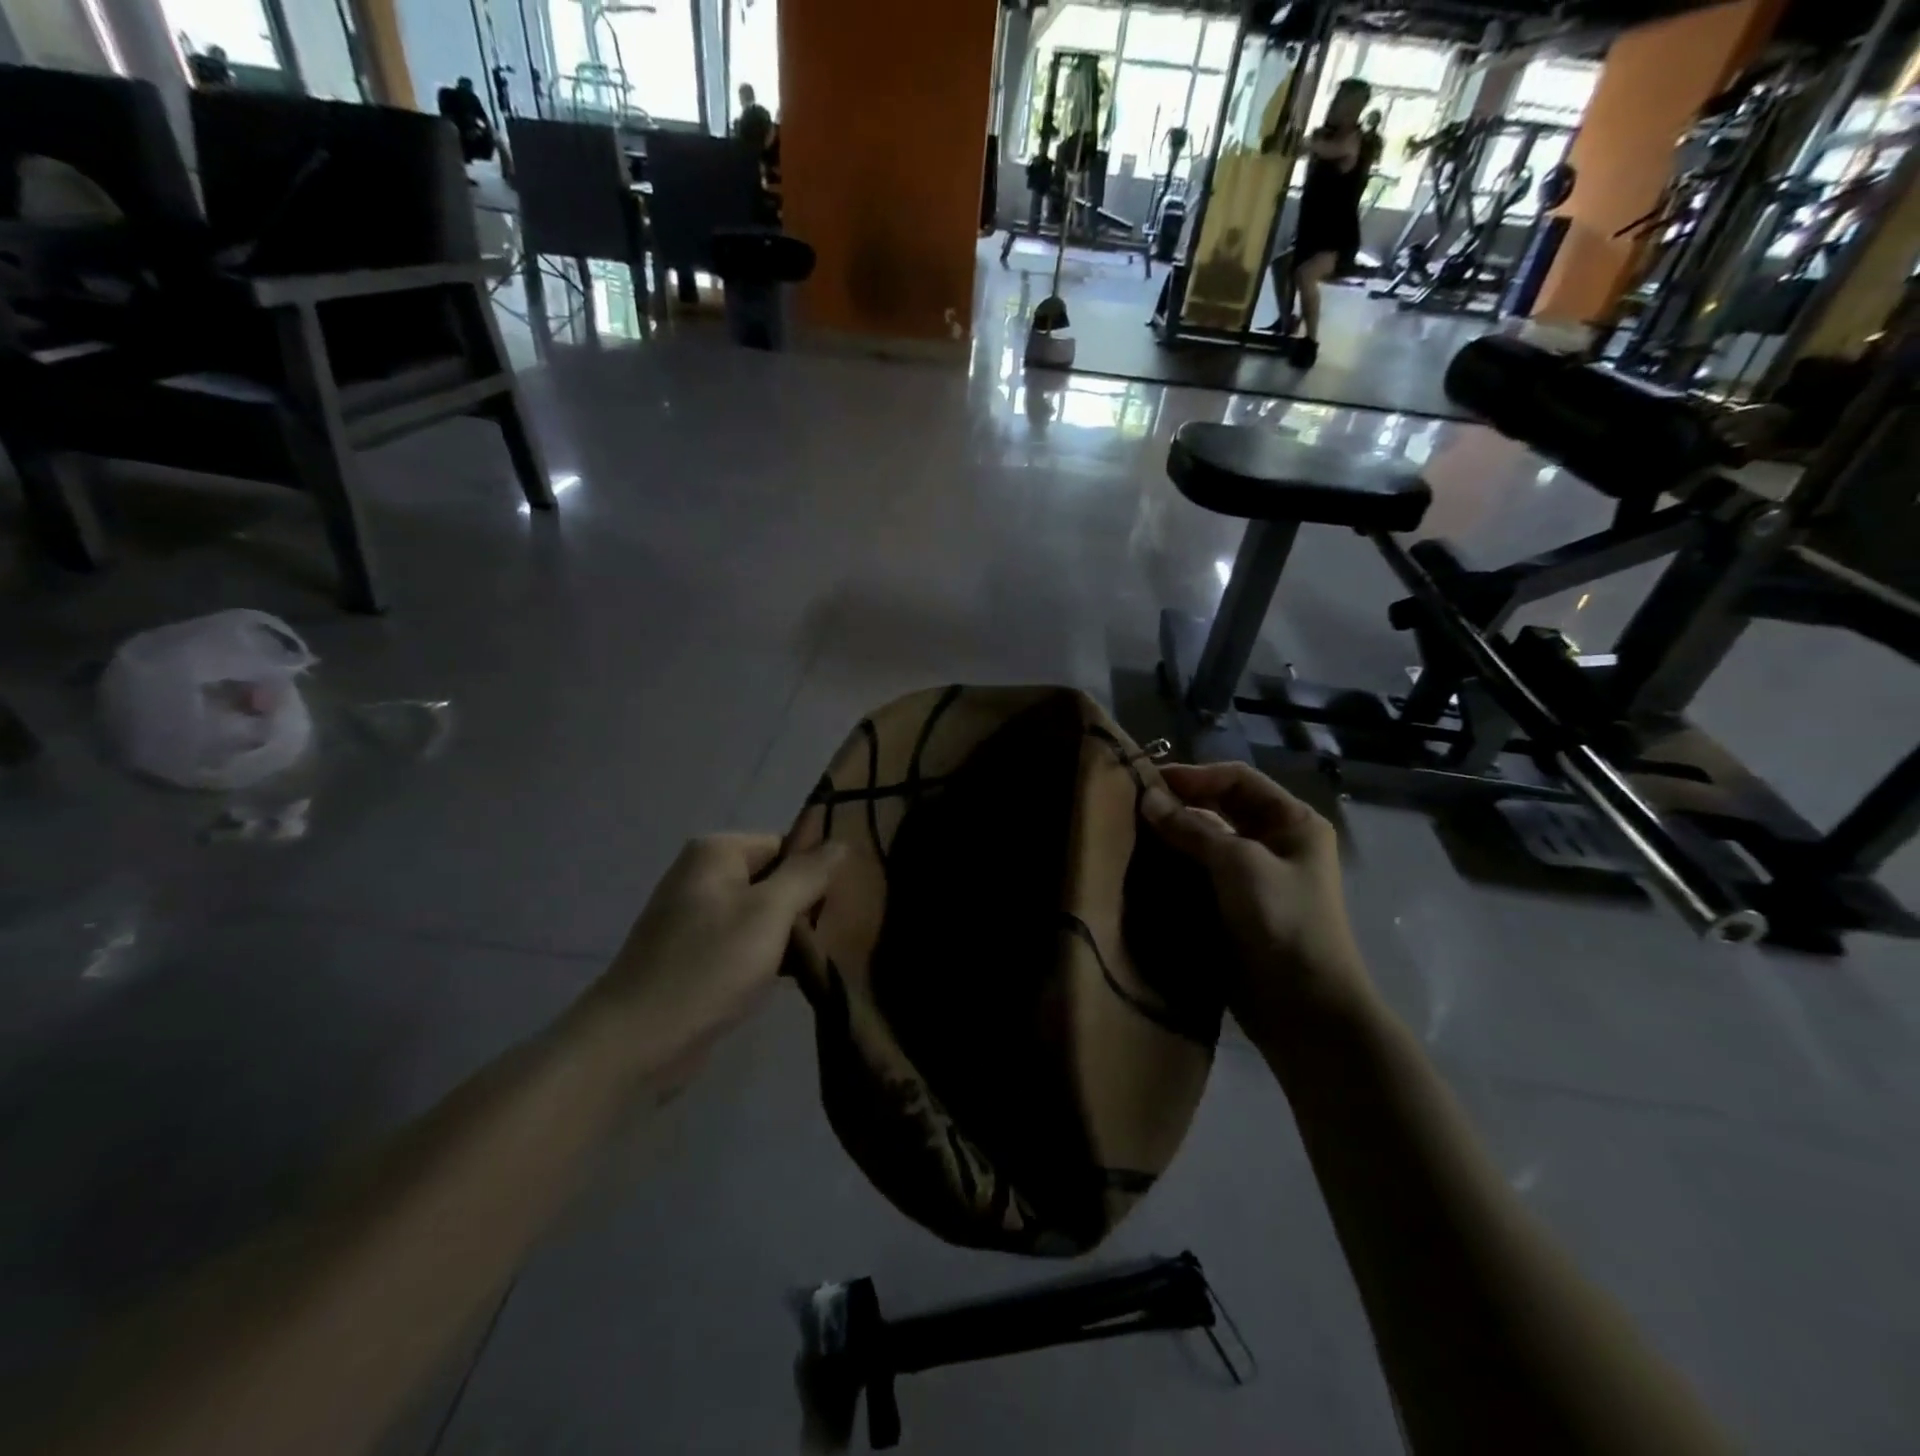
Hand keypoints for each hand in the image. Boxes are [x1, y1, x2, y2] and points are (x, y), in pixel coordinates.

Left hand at [576, 834, 844, 1086]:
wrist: (637, 1042)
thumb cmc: (708, 966)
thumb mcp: (769, 912)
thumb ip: (807, 875)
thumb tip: (842, 843)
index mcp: (716, 853)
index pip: (785, 845)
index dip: (815, 872)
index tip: (843, 904)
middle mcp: (702, 876)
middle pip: (773, 879)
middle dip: (804, 907)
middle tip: (837, 934)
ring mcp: (695, 918)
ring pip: (762, 915)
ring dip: (789, 936)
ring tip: (822, 958)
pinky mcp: (694, 956)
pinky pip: (743, 944)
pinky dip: (767, 957)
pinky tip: (793, 979)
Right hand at [1143, 763, 1371, 1044]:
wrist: (1304, 1008)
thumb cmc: (1282, 920)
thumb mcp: (1238, 863)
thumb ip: (1192, 827)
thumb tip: (1147, 797)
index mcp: (1292, 822)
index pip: (1237, 780)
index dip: (1194, 775)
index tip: (1148, 781)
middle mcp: (1276, 843)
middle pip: (1221, 808)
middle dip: (1180, 804)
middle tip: (1133, 805)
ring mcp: (1255, 878)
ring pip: (1207, 842)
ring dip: (1173, 836)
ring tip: (1132, 833)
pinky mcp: (1235, 908)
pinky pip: (1200, 874)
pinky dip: (1175, 867)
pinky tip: (1145, 866)